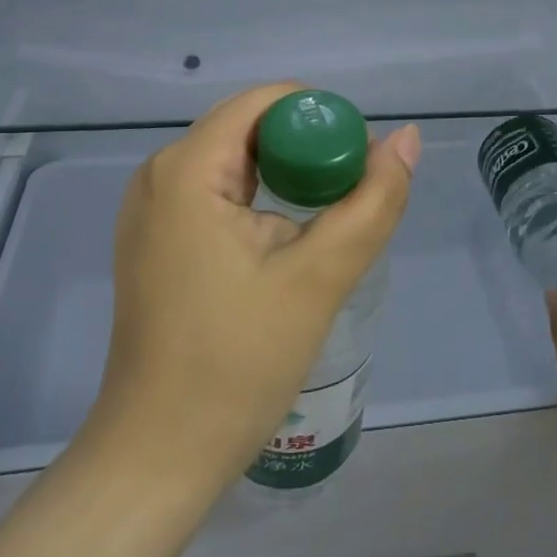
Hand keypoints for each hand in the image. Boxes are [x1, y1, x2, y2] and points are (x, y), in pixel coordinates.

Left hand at [88, 83, 419, 497]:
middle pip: (250, 128)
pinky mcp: (156, 239)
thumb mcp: (319, 277)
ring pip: (236, 161)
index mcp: (186, 169)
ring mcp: (151, 208)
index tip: (359, 158)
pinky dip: (261, 200)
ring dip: (288, 177)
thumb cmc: (237, 363)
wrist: (160, 455)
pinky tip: (289, 240)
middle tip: (353, 193)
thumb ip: (372, 201)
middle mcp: (159, 174)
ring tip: (329, 219)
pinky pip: (217, 192)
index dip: (321, 116)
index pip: (265, 102)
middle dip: (308, 149)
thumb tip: (406, 138)